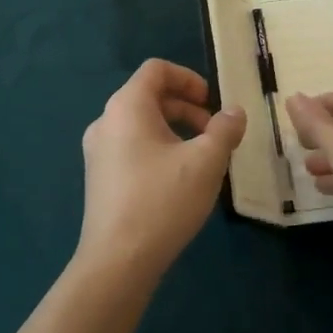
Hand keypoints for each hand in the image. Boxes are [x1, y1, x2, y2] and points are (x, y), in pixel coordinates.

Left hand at [78, 59, 245, 283]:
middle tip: (214, 132)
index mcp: (127, 107)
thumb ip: (224, 130)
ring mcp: (98, 151)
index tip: (212, 101)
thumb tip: (234, 112)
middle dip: (186, 107)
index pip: (156, 69)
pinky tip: (178, 180)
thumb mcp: (205, 162)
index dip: (188, 78)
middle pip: (149, 95)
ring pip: (141, 123)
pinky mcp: (99, 178)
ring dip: (174, 129)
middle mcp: (106, 121)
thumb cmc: (162, 201)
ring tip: (201, 158)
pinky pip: (131, 146)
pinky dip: (158, 148)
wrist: (117, 262)